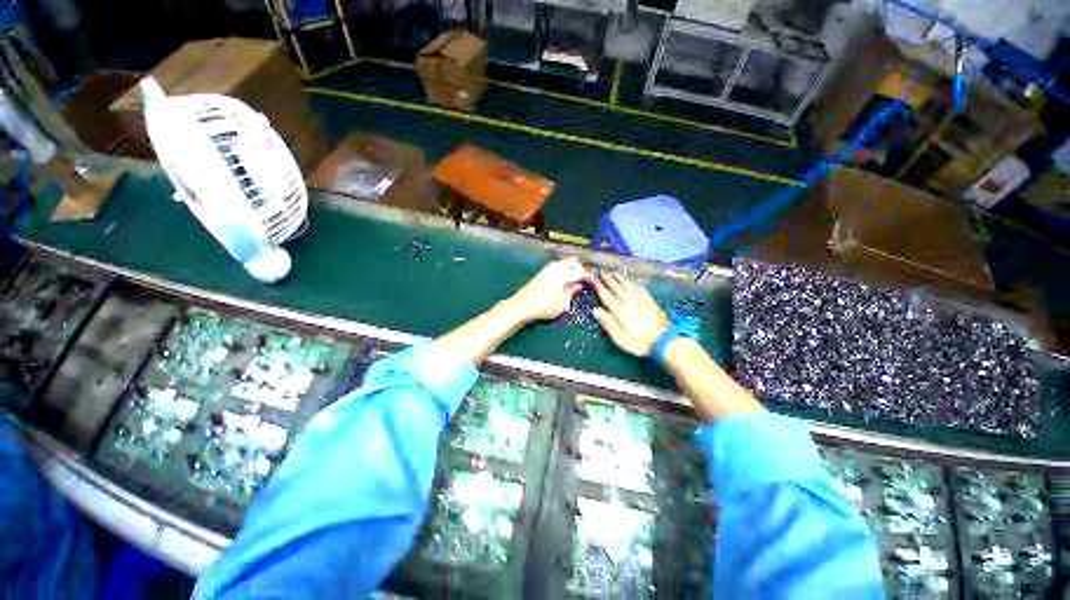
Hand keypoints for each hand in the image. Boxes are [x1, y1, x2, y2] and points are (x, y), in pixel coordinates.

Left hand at [507, 257, 590, 322]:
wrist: (522, 305)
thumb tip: (579, 285)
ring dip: (573, 267)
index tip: (594, 282)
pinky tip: (565, 277)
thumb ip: (572, 291)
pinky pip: (559, 264)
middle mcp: (556, 267)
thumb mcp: (562, 303)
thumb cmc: (544, 306)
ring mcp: (549, 268)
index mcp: (563, 274)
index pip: (581, 271)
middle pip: (574, 263)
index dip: (589, 276)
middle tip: (586, 280)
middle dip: (582, 269)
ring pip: (566, 261)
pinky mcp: (543, 271)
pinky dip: (566, 268)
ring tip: (577, 278)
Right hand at [592, 272, 670, 356]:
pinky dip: (632, 283)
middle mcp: (628, 300)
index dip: (599, 287)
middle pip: (616, 287)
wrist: (663, 340)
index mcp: (619, 309)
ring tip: (614, 274)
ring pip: (627, 285)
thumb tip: (595, 309)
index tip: (593, 279)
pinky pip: (638, 287)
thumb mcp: (618, 337)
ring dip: (619, 279)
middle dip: (608, 279)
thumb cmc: (638, 341)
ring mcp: (640, 298)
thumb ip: (607, 322)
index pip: (606, 295)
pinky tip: (631, 283)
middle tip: (602, 272)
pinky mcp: (649, 299)